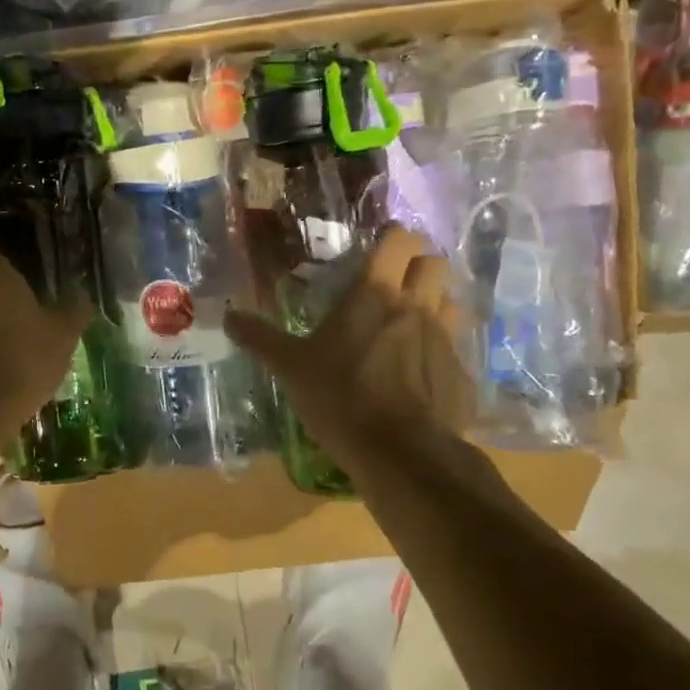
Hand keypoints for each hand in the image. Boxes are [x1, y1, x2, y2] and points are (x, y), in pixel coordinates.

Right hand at [226, 227, 477, 475]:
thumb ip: (260, 338)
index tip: (377, 248)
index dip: (393, 237)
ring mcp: (447, 338)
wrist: (400, 452)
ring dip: (435, 303)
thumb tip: (228, 317)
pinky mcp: (462, 372)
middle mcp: (417, 305)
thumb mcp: (290, 368)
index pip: (400, 239)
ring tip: (410, 323)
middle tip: (393, 285)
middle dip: (418, 266)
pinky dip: (442, 347)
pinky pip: (457, 345)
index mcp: (376, 294)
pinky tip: (422, 369)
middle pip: (435, 262)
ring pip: (451, 300)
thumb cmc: (340, 398)